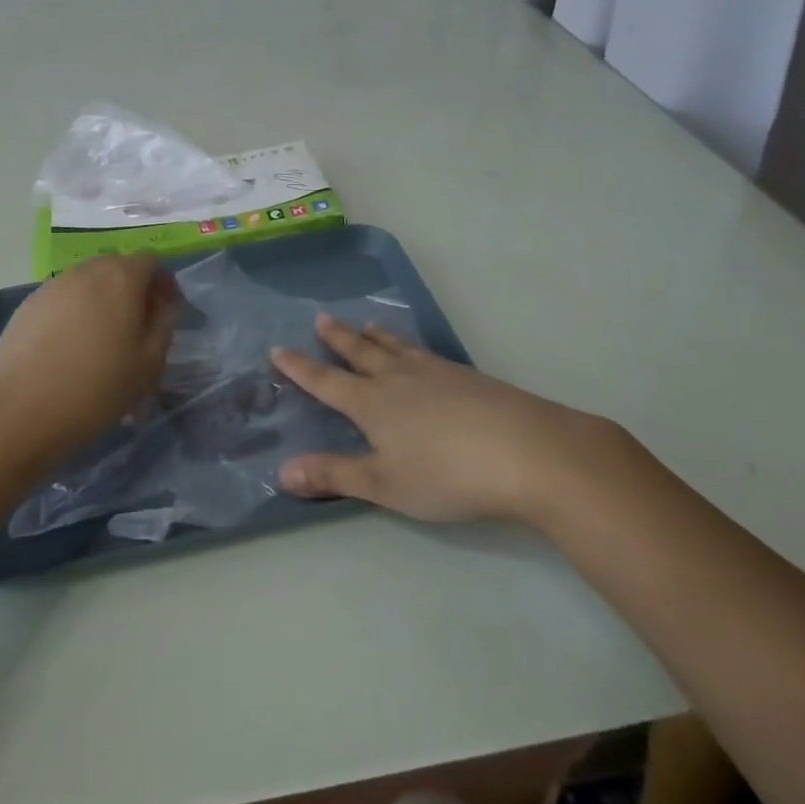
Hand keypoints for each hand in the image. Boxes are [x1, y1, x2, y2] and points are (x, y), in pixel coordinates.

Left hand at [0, 252, 178, 465]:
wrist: (21, 410)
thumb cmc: (97, 387)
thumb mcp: (150, 361)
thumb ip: (165, 321)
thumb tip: (163, 300)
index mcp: (122, 277)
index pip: (151, 260)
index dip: (162, 283)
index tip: (163, 315)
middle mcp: (87, 270)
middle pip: (118, 267)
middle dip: (132, 290)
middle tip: (134, 330)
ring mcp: (54, 284)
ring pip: (88, 282)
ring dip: (101, 301)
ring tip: (99, 341)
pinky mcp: (29, 303)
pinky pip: (63, 298)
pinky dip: (74, 312)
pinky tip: (68, 348)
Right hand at [271, 314, 615, 524]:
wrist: (526, 450)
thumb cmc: (447, 474)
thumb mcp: (384, 484)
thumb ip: (335, 475)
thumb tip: (282, 470)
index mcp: (372, 403)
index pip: (326, 382)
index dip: (300, 368)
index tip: (278, 349)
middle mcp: (397, 378)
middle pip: (360, 352)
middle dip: (337, 338)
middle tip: (321, 318)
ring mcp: (434, 372)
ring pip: (395, 347)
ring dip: (375, 336)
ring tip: (365, 324)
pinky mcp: (466, 376)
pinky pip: (423, 351)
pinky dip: (408, 345)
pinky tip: (419, 353)